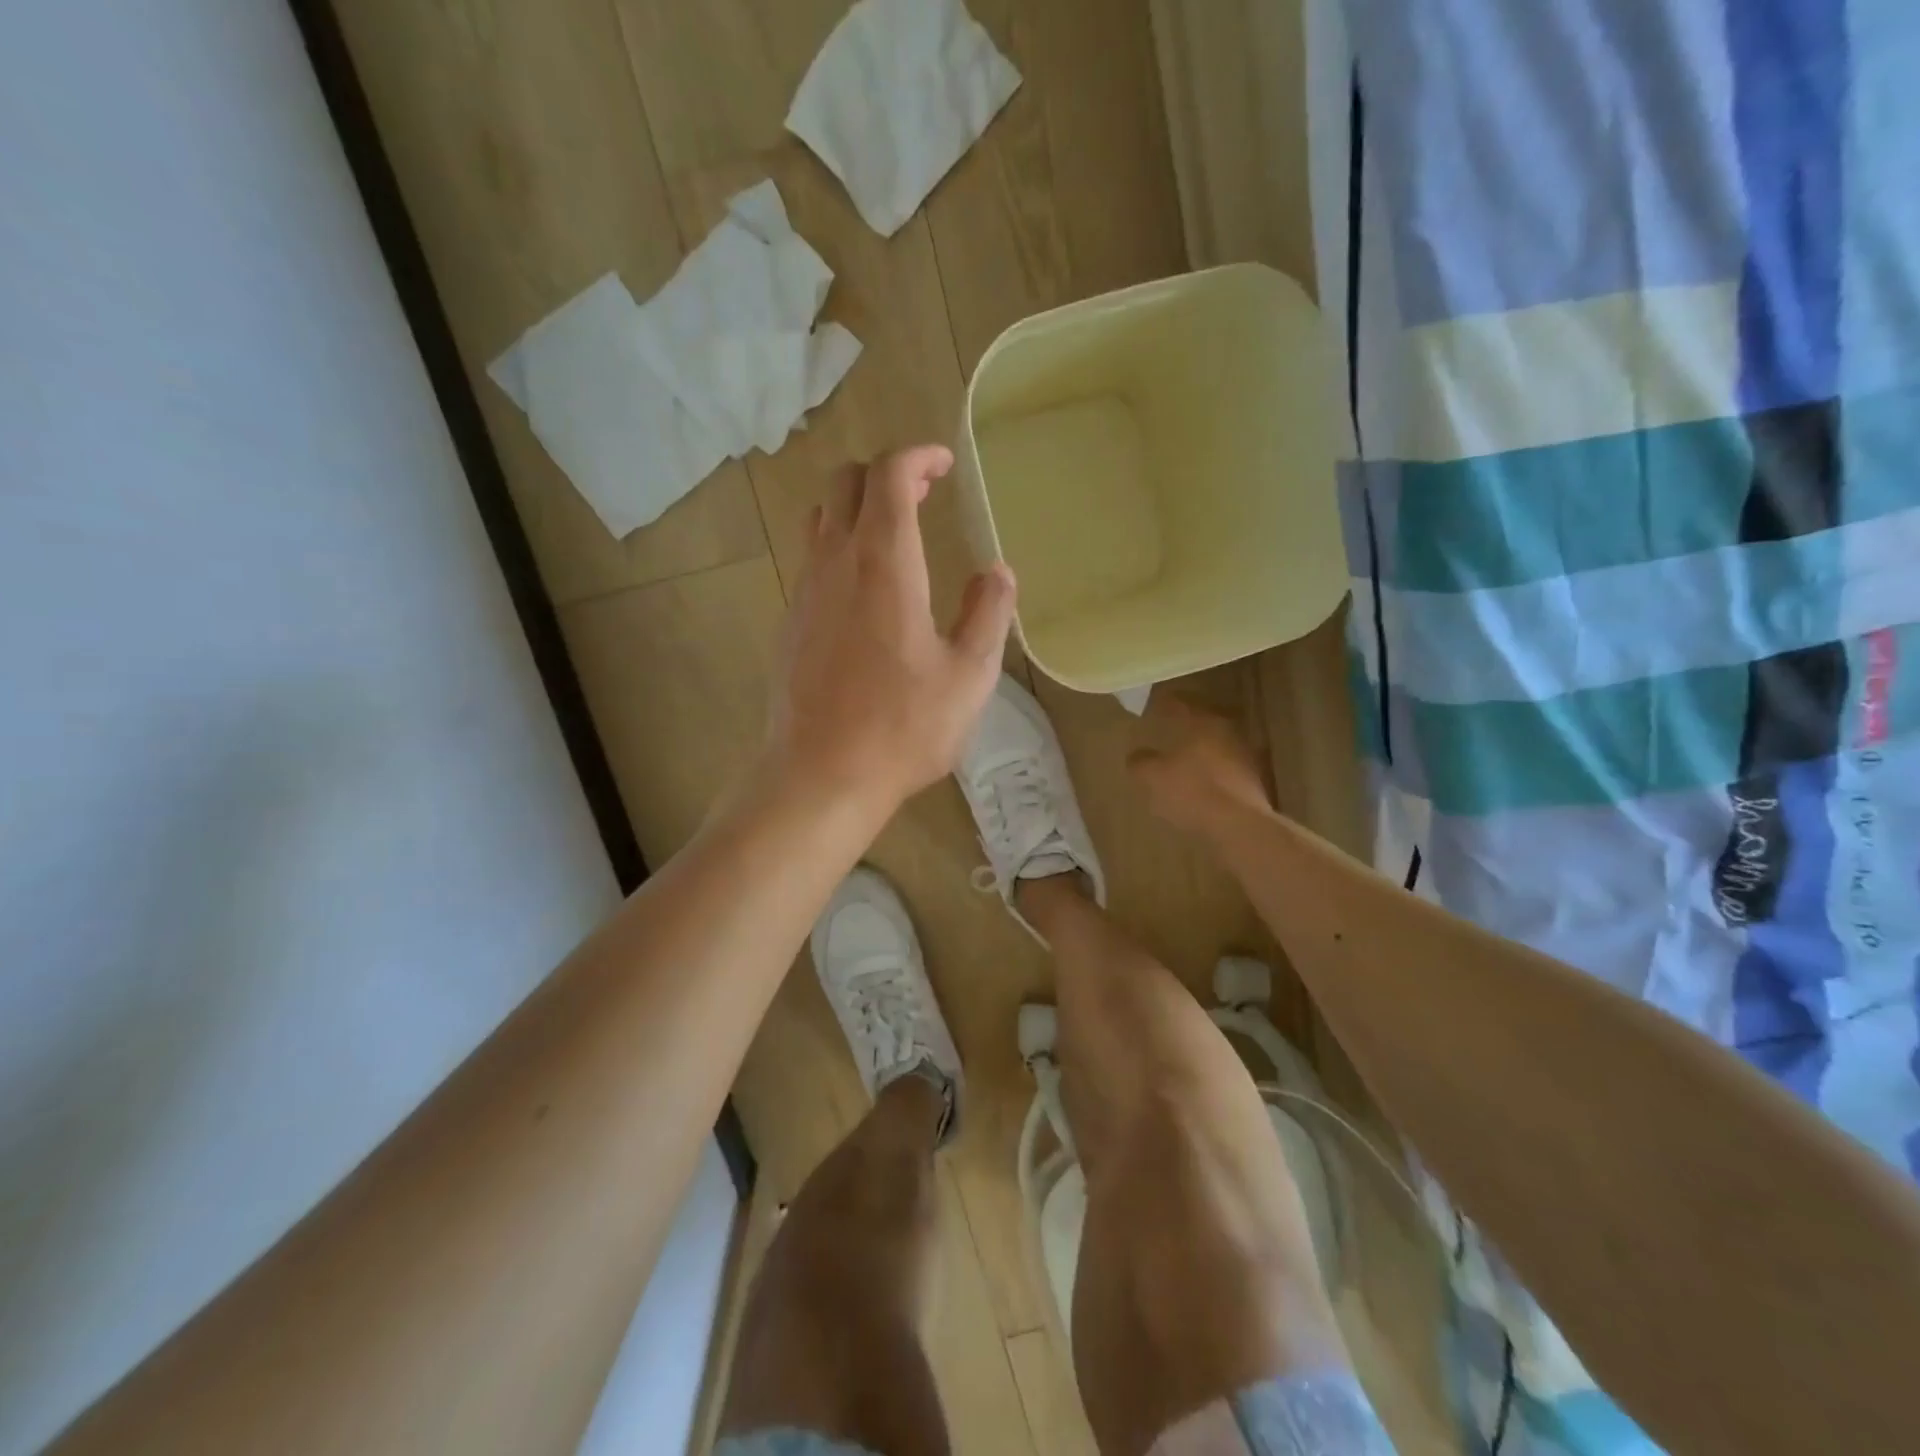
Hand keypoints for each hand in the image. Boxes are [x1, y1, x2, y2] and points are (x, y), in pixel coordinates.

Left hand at [763, 446, 1016, 818]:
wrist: (820, 775)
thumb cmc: (903, 727)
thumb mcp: (968, 676)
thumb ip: (988, 614)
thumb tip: (997, 572)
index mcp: (884, 564)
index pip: (890, 475)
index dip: (918, 456)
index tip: (944, 464)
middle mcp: (835, 563)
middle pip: (845, 481)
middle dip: (885, 473)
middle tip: (923, 494)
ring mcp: (804, 591)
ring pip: (820, 517)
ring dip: (856, 507)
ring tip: (894, 533)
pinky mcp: (790, 622)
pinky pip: (811, 559)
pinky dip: (839, 547)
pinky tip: (866, 590)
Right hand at [1127, 697, 1273, 837]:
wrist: (1239, 826)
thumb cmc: (1191, 791)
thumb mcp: (1152, 777)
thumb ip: (1140, 762)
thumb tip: (1136, 755)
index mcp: (1204, 722)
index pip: (1181, 704)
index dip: (1165, 703)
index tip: (1153, 704)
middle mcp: (1228, 732)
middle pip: (1204, 722)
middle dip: (1186, 725)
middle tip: (1169, 727)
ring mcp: (1245, 756)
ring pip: (1216, 745)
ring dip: (1201, 749)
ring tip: (1184, 757)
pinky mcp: (1253, 782)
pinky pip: (1226, 768)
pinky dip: (1212, 771)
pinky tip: (1200, 782)